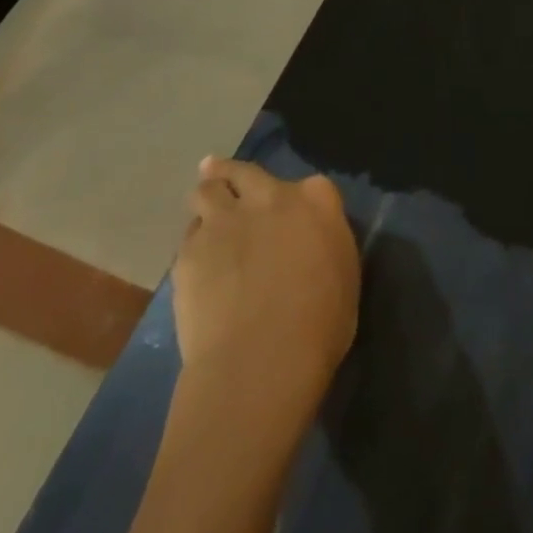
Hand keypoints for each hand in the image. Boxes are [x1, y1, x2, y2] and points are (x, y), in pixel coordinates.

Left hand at [172, 157, 360, 388]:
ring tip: (205, 207)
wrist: (261, 360)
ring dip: (208, 196)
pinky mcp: (189, 252)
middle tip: (223, 175)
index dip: (296, 198)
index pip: (309, 183)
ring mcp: (225, 221)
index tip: (290, 211)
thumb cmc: (320, 323)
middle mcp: (270, 197)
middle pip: (245, 172)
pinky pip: (188, 236)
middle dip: (233, 173)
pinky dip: (193, 242)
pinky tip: (195, 260)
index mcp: (316, 200)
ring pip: (207, 190)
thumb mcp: (343, 274)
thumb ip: (325, 244)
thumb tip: (312, 243)